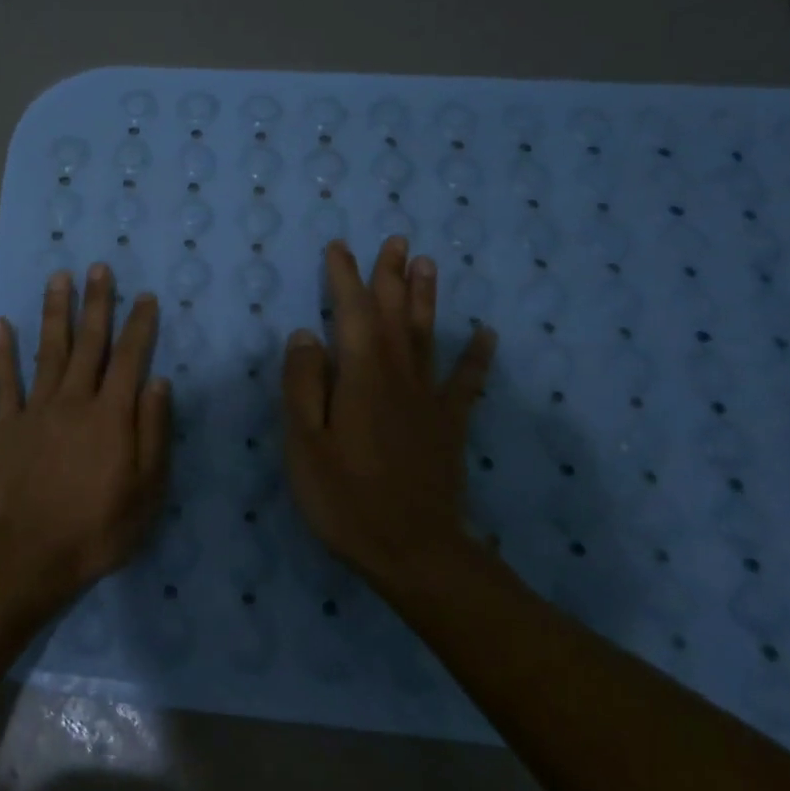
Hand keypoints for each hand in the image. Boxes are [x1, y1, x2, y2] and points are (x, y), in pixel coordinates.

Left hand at [0, 263, 171, 609]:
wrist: (31, 554)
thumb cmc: (98, 528)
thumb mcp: (147, 490)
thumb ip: (153, 432)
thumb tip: (158, 382)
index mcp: (111, 416)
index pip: (129, 359)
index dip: (138, 326)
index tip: (144, 297)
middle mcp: (74, 401)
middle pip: (88, 343)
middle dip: (97, 303)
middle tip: (99, 268)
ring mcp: (36, 410)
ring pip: (48, 350)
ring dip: (55, 312)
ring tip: (59, 278)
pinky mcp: (6, 424)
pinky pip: (3, 380)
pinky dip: (1, 351)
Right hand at [282, 238, 497, 587]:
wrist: (413, 550)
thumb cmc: (346, 499)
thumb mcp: (305, 444)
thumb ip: (303, 386)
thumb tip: (304, 335)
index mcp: (360, 377)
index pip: (350, 314)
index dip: (344, 279)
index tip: (340, 247)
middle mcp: (399, 377)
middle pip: (394, 315)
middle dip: (391, 276)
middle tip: (396, 240)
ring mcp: (429, 400)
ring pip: (426, 336)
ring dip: (426, 298)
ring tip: (428, 264)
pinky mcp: (450, 425)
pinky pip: (466, 381)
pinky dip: (477, 355)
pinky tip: (487, 333)